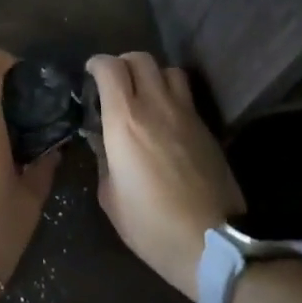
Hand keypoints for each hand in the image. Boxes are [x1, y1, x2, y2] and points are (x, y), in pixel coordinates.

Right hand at [86, 53, 244, 297]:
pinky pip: (186, 96)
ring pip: (169, 70)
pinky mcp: (207, 128)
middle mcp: (156, 106)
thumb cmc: (151, 225)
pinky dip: (172, 96)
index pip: (110, 68)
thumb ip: (103, 159)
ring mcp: (186, 114)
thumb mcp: (111, 197)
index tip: (90, 74)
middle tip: (115, 83)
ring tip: (144, 96)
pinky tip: (166, 120)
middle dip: (123, 63)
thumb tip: (103, 140)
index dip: (97, 64)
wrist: (212, 244)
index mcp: (125, 120)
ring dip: (152, 75)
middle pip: (141, 58)